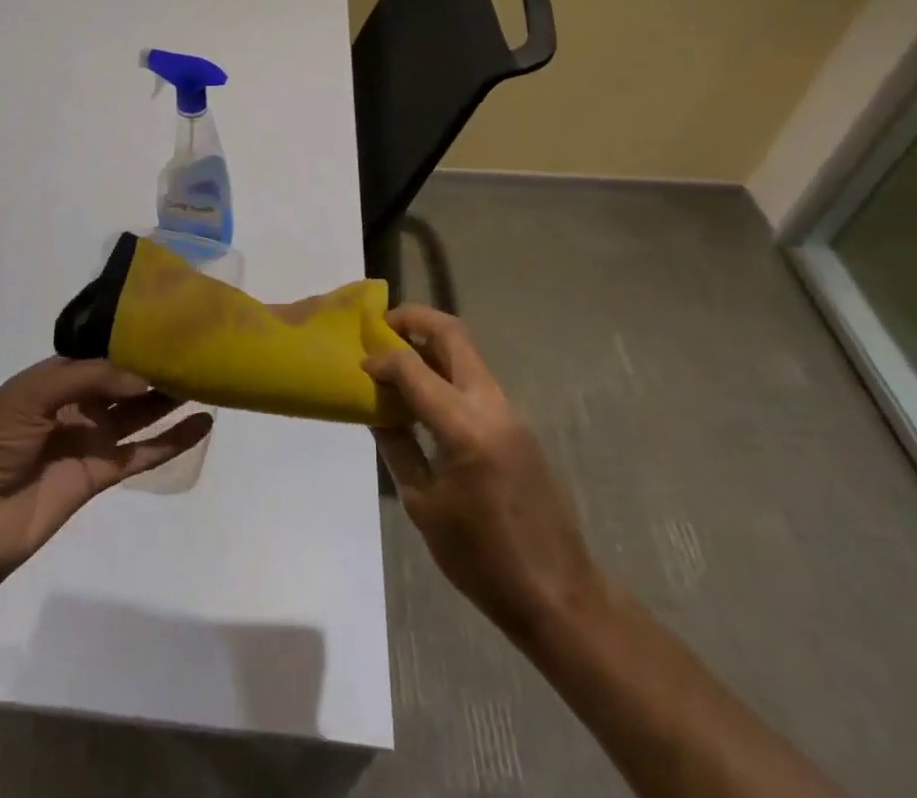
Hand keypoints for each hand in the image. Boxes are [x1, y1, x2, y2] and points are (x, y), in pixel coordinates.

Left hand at [0, 358, 212, 587]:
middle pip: (124, 381)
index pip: (102, 352)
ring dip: (170, 398)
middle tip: (199, 349)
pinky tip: (202, 423)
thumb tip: (143, 375)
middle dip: (157, 366)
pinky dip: (171, 441)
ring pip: (139, 413)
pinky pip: (141, 453)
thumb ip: (89, 379)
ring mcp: (89, 439)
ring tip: (209, 378)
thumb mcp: (30, 395)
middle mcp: (76, 403)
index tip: (170, 324)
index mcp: (54, 377)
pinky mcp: (100, 475)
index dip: (133, 339)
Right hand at [365, 306, 603, 642]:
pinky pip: (476, 381)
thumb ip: (397, 447)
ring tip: (396, 359)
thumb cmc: (482, 558)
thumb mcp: (424, 505)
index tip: (358, 365)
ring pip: (467, 354)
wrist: (558, 596)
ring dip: (431, 345)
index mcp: (464, 427)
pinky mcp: (518, 426)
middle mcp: (491, 406)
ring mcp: (510, 413)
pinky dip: (446, 372)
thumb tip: (375, 409)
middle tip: (380, 326)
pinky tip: (424, 396)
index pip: (413, 368)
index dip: (381, 359)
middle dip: (414, 320)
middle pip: (452, 335)